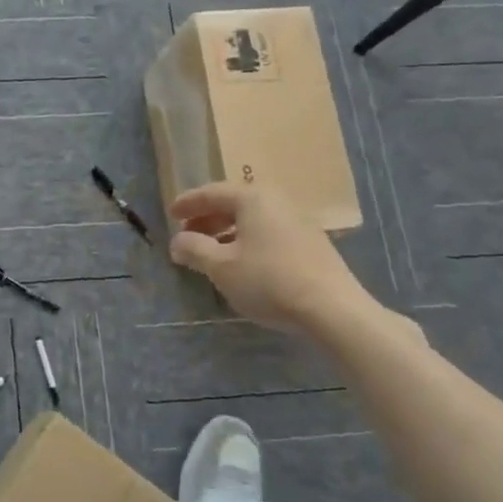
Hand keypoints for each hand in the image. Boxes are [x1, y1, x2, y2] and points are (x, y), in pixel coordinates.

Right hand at [168, 180, 375, 332]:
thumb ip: (194, 249)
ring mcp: (298, 221)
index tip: (170, 214)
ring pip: (252, 219)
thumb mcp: (221, 266)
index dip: (188, 204)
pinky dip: (247, 241)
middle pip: (233, 203)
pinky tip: (241, 263)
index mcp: (252, 198)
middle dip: (207, 218)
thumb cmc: (268, 280)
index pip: (211, 193)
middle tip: (187, 234)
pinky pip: (268, 232)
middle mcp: (276, 201)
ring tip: (210, 252)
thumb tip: (177, 241)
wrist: (332, 309)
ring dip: (227, 232)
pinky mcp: (311, 243)